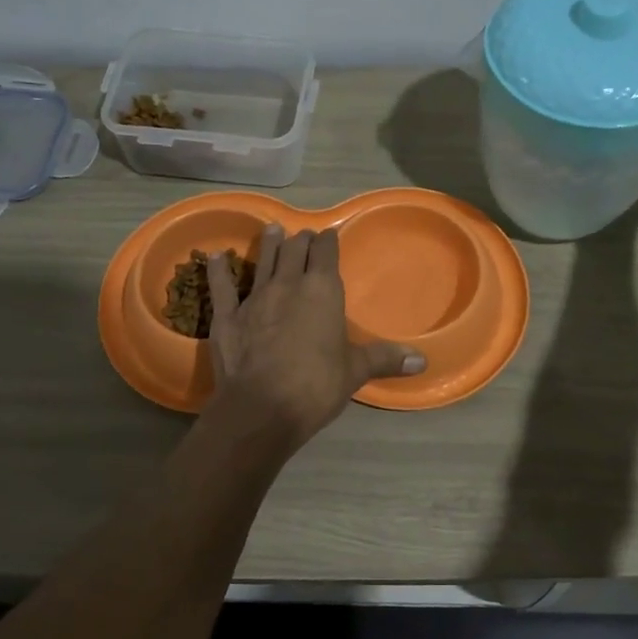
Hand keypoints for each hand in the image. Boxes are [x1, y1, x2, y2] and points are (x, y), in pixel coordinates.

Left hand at [206, 224, 424, 449]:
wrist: (262, 408)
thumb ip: (385, 359)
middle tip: (303, 236)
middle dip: (300, 241)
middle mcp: (288, 284)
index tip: (328, 235)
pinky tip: (215, 256)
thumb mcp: (355, 371)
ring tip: (272, 230)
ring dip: (268, 244)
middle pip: (294, 251)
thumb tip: (423, 361)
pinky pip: (221, 285)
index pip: (326, 253)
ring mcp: (254, 298)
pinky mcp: (226, 316)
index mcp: (323, 291)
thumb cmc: (316, 385)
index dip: (328, 242)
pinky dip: (218, 269)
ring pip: (262, 261)